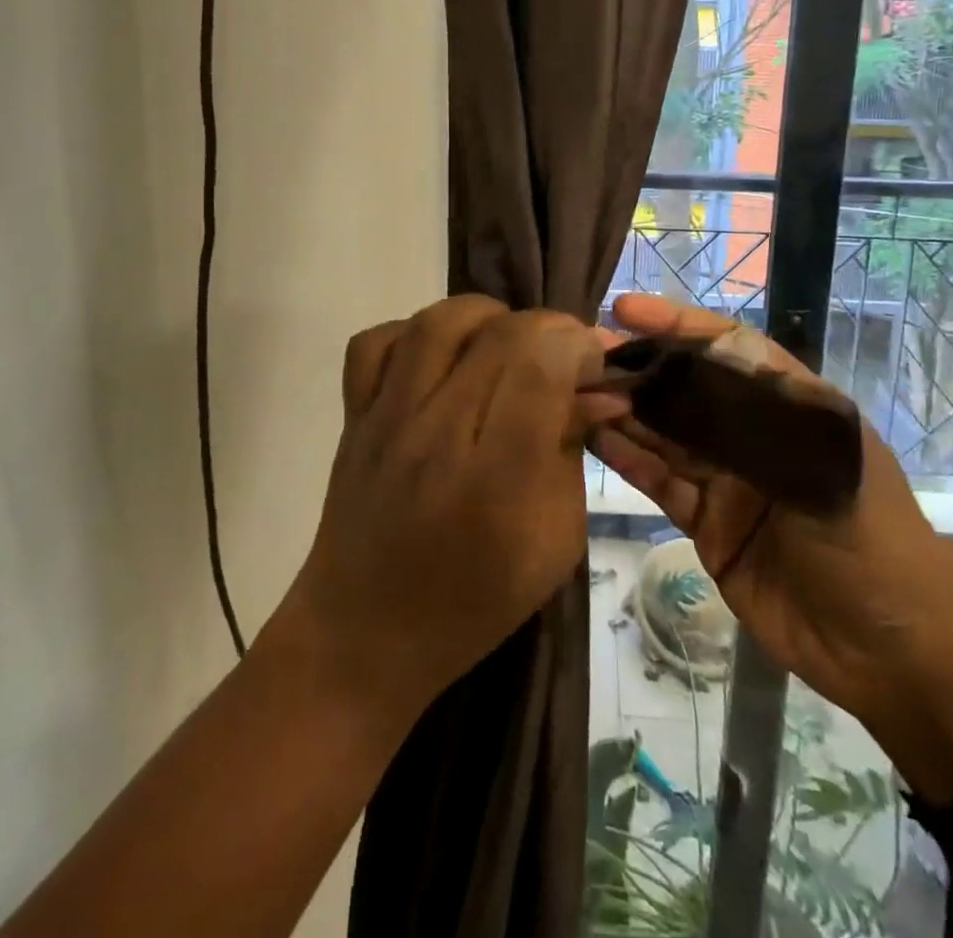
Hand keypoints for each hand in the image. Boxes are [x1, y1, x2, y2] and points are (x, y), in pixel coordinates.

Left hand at [277, 296, 603, 721]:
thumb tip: (599, 389)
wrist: (367, 634)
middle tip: (561, 355)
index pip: (540, 364)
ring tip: (505, 345)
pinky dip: (414, 333)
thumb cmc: (477, 600)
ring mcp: (387, 420)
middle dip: (548, 328)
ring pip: (438, 321)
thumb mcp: (556, 540)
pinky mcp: (353, 415)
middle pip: (499, 333)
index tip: (593, 362)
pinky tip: (440, 359)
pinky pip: (376, 342)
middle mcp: (438, 435)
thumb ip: (573, 451)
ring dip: (487, 318)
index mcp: (497, 478)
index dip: (577, 344)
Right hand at [586, 294, 952, 735]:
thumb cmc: (874, 546)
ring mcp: (729, 478)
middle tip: (583, 354)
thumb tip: (679, 383)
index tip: (626, 310)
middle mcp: (755, 432)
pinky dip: (629, 459)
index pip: (729, 347)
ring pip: (667, 433)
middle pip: (688, 388)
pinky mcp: (708, 523)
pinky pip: (662, 481)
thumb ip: (751, 425)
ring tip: (575, 391)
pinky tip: (594, 437)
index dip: (678, 324)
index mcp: (793, 404)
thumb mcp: (826, 470)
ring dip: (624, 411)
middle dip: (638, 367)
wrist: (891, 658)